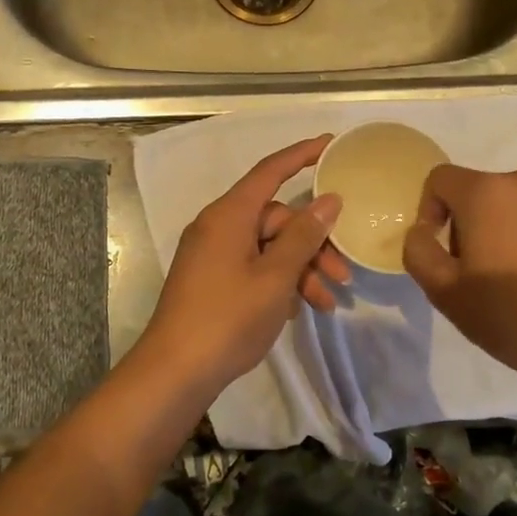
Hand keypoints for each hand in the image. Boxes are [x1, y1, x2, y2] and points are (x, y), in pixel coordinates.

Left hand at [140, 137, 347, 393]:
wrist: (175, 372)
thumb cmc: (227, 318)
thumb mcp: (276, 276)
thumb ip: (304, 236)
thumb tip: (329, 201)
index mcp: (229, 215)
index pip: (270, 171)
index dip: (301, 154)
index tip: (331, 143)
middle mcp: (219, 226)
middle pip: (277, 219)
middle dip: (313, 244)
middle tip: (342, 275)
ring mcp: (214, 254)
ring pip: (269, 247)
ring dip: (300, 270)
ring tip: (325, 303)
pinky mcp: (213, 280)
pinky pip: (254, 266)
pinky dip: (279, 282)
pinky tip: (297, 310)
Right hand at [402, 166, 516, 396]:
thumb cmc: (510, 316)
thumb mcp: (444, 293)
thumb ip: (418, 251)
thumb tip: (421, 230)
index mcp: (485, 192)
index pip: (441, 178)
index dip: (431, 209)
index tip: (443, 249)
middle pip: (482, 190)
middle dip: (473, 221)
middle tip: (481, 269)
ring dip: (510, 224)